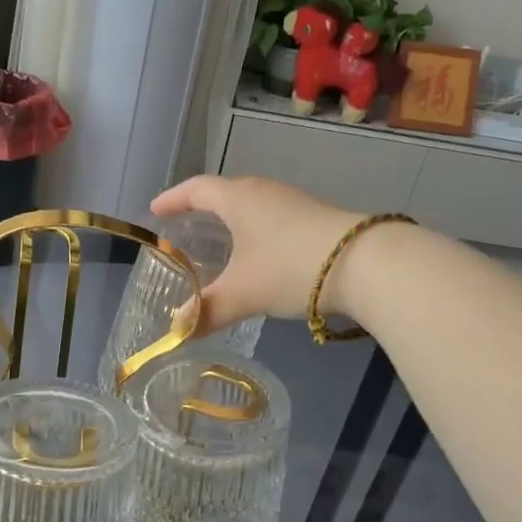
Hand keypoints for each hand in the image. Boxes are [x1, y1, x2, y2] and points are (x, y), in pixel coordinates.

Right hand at [152, 176, 362, 332]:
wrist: (365, 264)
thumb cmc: (290, 268)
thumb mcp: (242, 294)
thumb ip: (206, 311)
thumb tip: (177, 331)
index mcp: (238, 199)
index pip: (196, 190)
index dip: (173, 199)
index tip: (155, 210)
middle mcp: (263, 192)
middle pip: (223, 193)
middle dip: (201, 209)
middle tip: (183, 226)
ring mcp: (292, 203)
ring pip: (250, 206)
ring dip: (230, 220)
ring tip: (217, 242)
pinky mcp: (314, 218)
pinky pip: (270, 218)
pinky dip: (253, 232)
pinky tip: (257, 255)